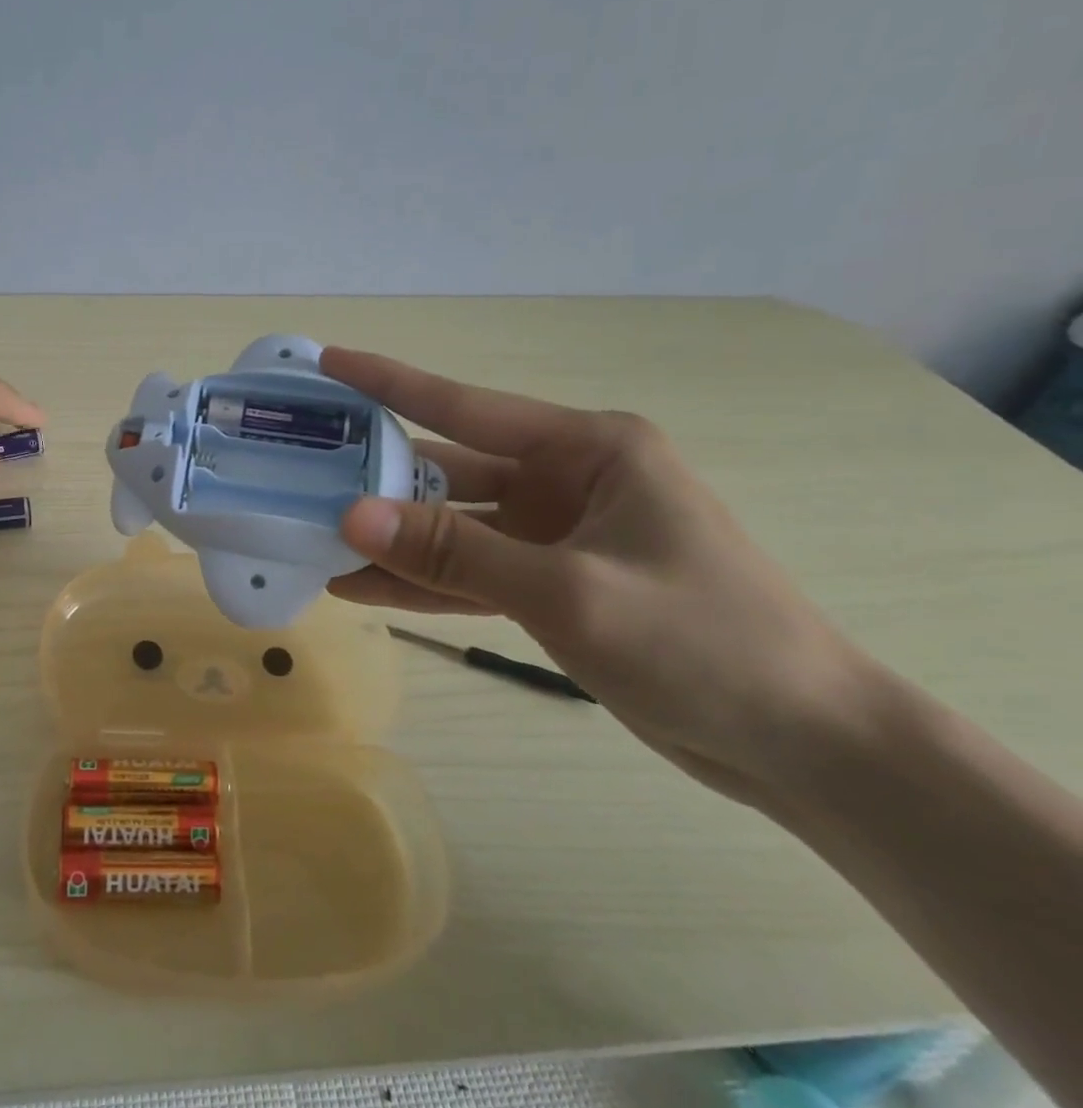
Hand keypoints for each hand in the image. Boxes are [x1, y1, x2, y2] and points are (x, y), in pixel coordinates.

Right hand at [320, 347, 882, 806]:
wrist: (806, 747)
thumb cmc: (704, 643)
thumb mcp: (568, 591)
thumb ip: (454, 552)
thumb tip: (351, 516)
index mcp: (587, 448)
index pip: (465, 406)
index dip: (390, 382)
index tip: (329, 361)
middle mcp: (567, 478)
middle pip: (450, 470)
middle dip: (378, 479)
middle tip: (301, 474)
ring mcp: (557, 533)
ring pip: (454, 526)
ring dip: (394, 538)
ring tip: (315, 539)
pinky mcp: (554, 582)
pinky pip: (472, 571)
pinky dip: (424, 580)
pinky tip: (363, 588)